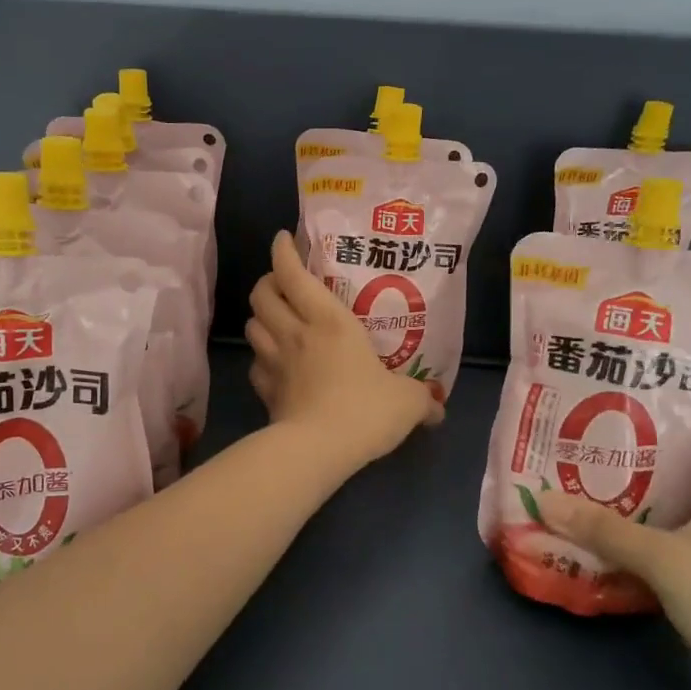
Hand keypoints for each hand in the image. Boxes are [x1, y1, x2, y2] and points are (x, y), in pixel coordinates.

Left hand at [246, 231, 441, 466]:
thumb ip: (422, 399)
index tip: (284, 240)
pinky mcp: (265, 391)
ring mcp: (275, 362)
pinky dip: (261, 358)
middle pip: (262, 294)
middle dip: (267, 281)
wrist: (319, 449)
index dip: (283, 252)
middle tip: (283, 284)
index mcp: (329, 320)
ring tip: (276, 319)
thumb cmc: (365, 409)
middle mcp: (295, 332)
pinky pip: (256, 364)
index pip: (293, 273)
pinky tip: (274, 365)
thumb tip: (439, 408)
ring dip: (260, 317)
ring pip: (252, 325)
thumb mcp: (406, 401)